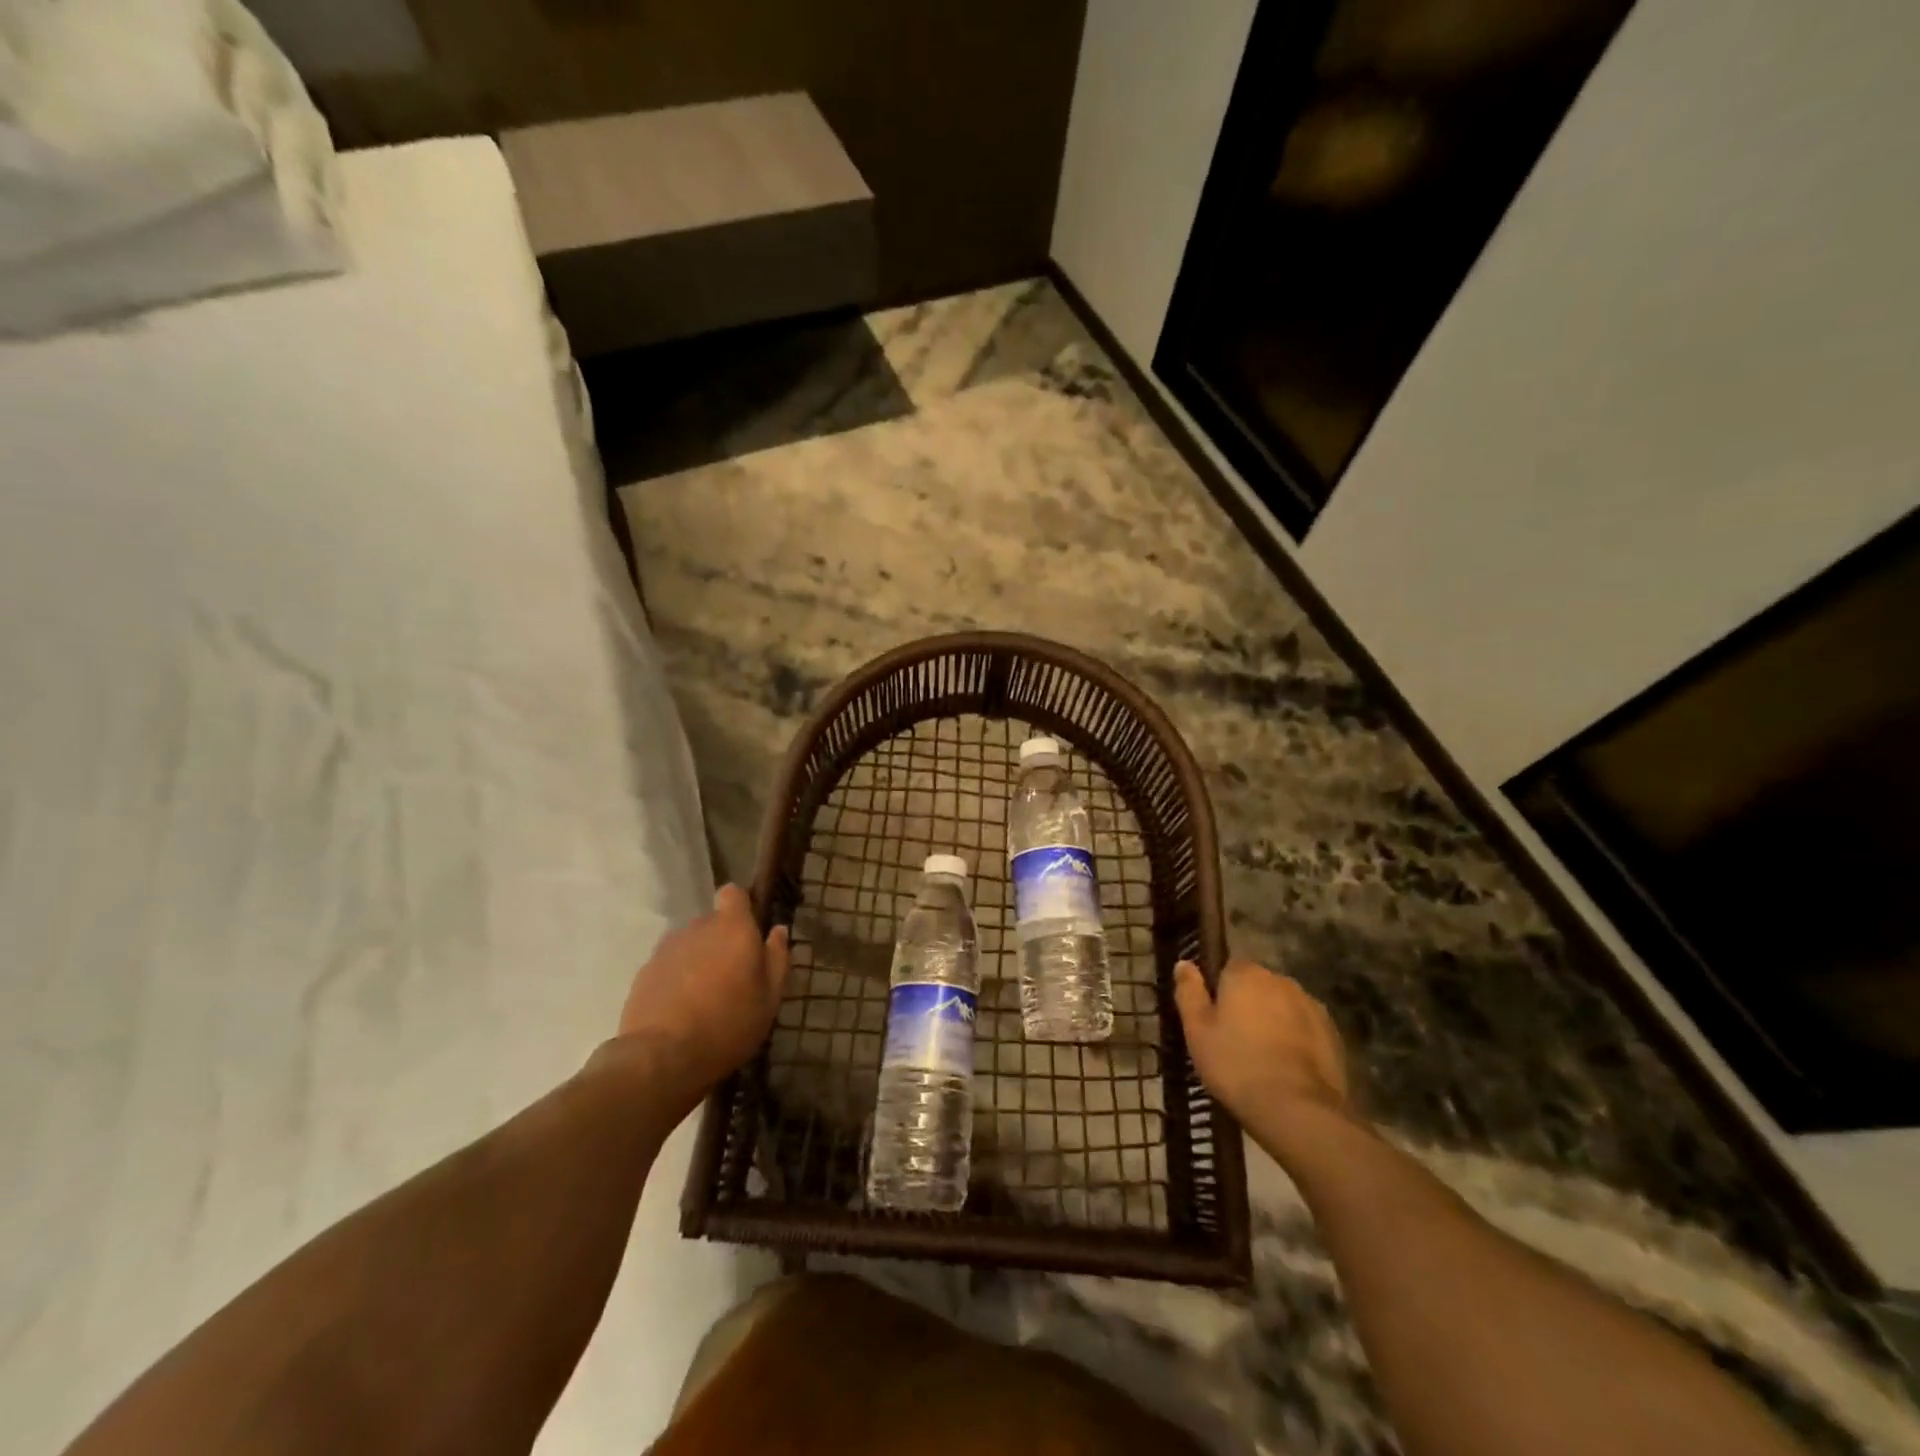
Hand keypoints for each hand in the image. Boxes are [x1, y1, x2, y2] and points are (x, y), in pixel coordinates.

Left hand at [616, 885, 790, 1109]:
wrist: (662, 1058)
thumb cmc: (728, 1025)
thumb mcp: (769, 998)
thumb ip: (776, 958)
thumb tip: (777, 931)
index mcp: (733, 928)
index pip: (733, 894)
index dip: (740, 907)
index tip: (748, 931)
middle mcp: (698, 928)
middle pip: (712, 922)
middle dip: (721, 941)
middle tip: (732, 976)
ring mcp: (667, 948)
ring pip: (690, 944)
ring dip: (698, 959)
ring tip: (704, 995)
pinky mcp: (644, 972)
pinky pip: (669, 965)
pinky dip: (676, 978)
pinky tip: (681, 1009)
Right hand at [1173, 958, 1351, 1128]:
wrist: (1297, 1110)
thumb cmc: (1236, 1065)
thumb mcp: (1197, 1030)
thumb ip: (1189, 992)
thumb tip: (1184, 963)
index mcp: (1246, 974)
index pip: (1228, 969)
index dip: (1220, 993)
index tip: (1214, 1021)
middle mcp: (1281, 980)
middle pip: (1258, 987)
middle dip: (1249, 1006)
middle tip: (1235, 1041)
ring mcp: (1311, 1006)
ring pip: (1283, 1007)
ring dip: (1274, 1022)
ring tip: (1263, 1058)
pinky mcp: (1333, 1034)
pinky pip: (1305, 1029)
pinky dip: (1296, 1040)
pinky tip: (1287, 1069)